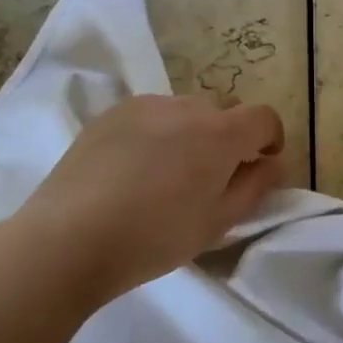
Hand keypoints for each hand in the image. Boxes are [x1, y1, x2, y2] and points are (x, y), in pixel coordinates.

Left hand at [16, 95, 285, 298]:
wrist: (69, 237)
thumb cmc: (154, 237)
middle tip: (210, 179)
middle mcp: (187, 106)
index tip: (261, 165)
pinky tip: (133, 169)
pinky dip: (156, 133)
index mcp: (220, 132)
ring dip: (190, 134)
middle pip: (223, 113)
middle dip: (228, 138)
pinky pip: (151, 115)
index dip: (270, 139)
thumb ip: (255, 186)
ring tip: (167, 175)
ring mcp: (146, 105)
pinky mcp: (112, 113)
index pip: (264, 117)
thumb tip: (273, 162)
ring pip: (185, 112)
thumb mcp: (218, 222)